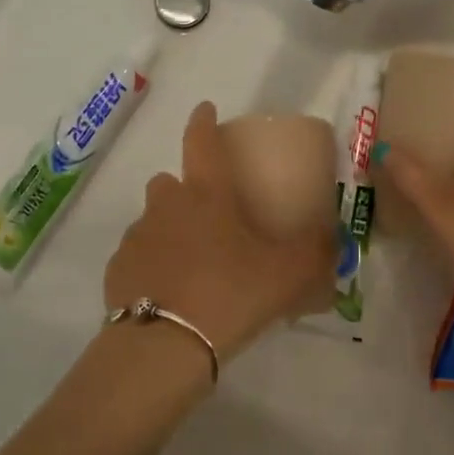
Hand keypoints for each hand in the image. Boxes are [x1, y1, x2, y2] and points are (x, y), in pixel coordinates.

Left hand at [104, 101, 335, 363]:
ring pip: (152, 219)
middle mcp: (165, 206)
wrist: (165, 345)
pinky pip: (137, 256)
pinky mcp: (117, 270)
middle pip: (169, 182)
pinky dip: (151, 265)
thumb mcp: (288, 274)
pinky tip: (168, 293)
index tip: (204, 109)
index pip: (201, 142)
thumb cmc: (230, 294)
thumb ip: (316, 252)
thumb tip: (336, 237)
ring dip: (168, 229)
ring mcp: (136, 237)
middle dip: (184, 189)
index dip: (203, 122)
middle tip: (208, 216)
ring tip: (191, 261)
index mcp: (206, 195)